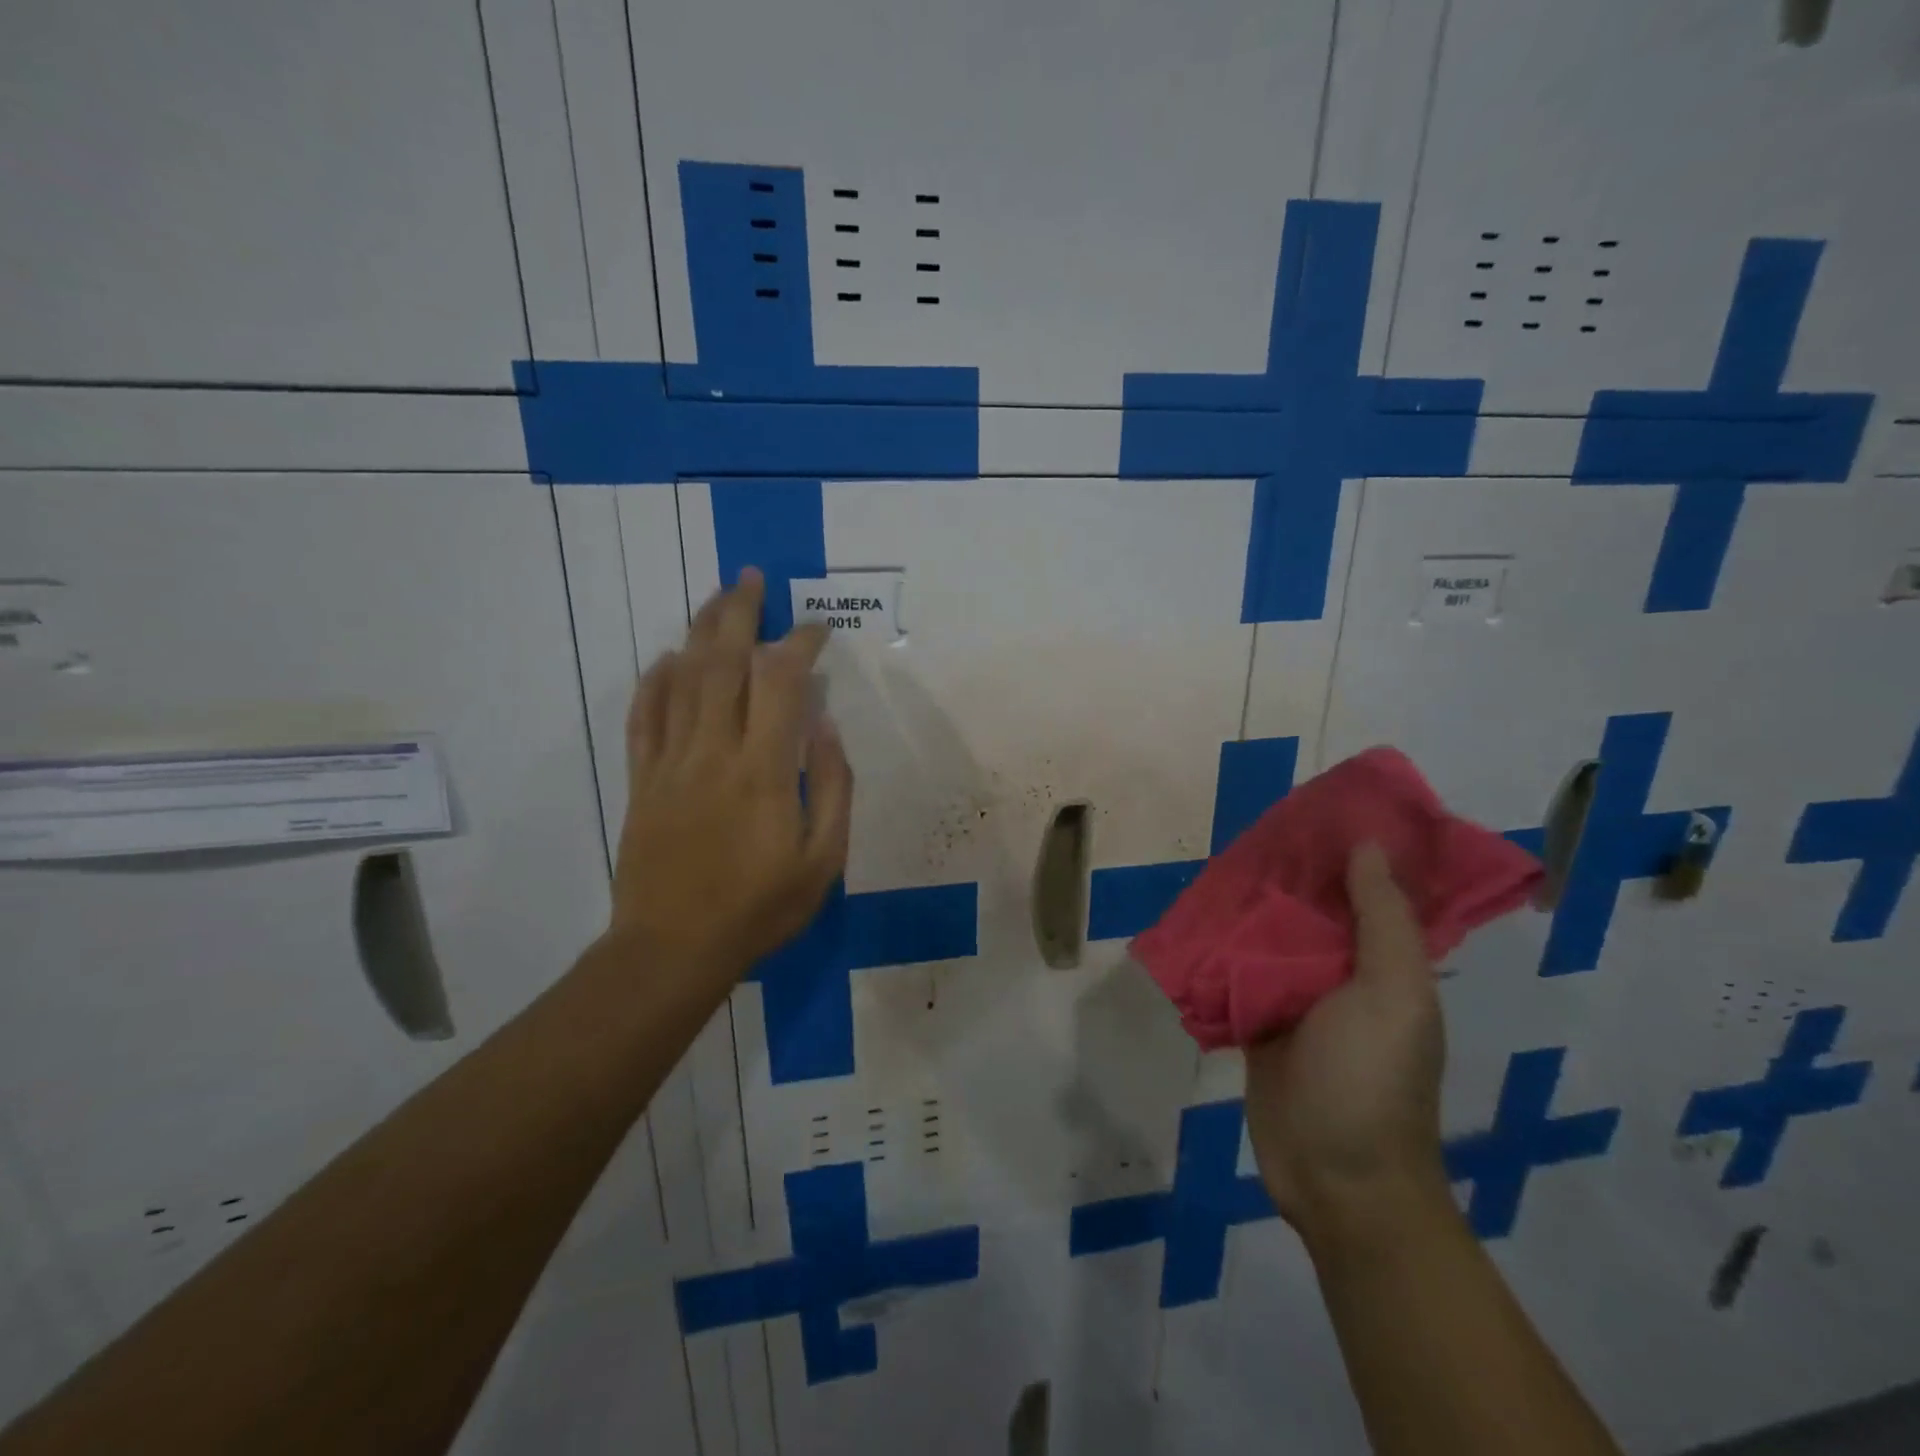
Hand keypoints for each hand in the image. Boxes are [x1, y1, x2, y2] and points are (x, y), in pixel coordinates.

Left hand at [607, 570, 852, 980]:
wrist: (673, 949)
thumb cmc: (759, 908)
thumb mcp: (824, 859)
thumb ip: (831, 786)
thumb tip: (825, 726)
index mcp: (764, 770)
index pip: (782, 683)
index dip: (799, 644)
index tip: (816, 629)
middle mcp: (714, 752)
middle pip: (723, 663)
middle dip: (740, 613)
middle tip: (753, 579)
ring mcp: (670, 762)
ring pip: (682, 679)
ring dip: (700, 632)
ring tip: (717, 599)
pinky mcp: (642, 780)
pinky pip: (644, 717)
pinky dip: (655, 681)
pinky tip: (668, 659)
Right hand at [1244, 843, 1448, 1241]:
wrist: (1335, 1178)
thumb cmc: (1371, 1080)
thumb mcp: (1393, 994)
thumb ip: (1382, 920)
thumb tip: (1367, 846)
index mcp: (1386, 963)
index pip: (1370, 891)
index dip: (1351, 850)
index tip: (1317, 806)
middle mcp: (1344, 973)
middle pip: (1314, 909)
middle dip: (1289, 873)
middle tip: (1250, 829)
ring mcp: (1298, 999)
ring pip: (1271, 937)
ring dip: (1250, 907)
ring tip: (1217, 862)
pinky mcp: (1259, 1022)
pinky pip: (1239, 972)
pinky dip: (1221, 947)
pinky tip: (1195, 917)